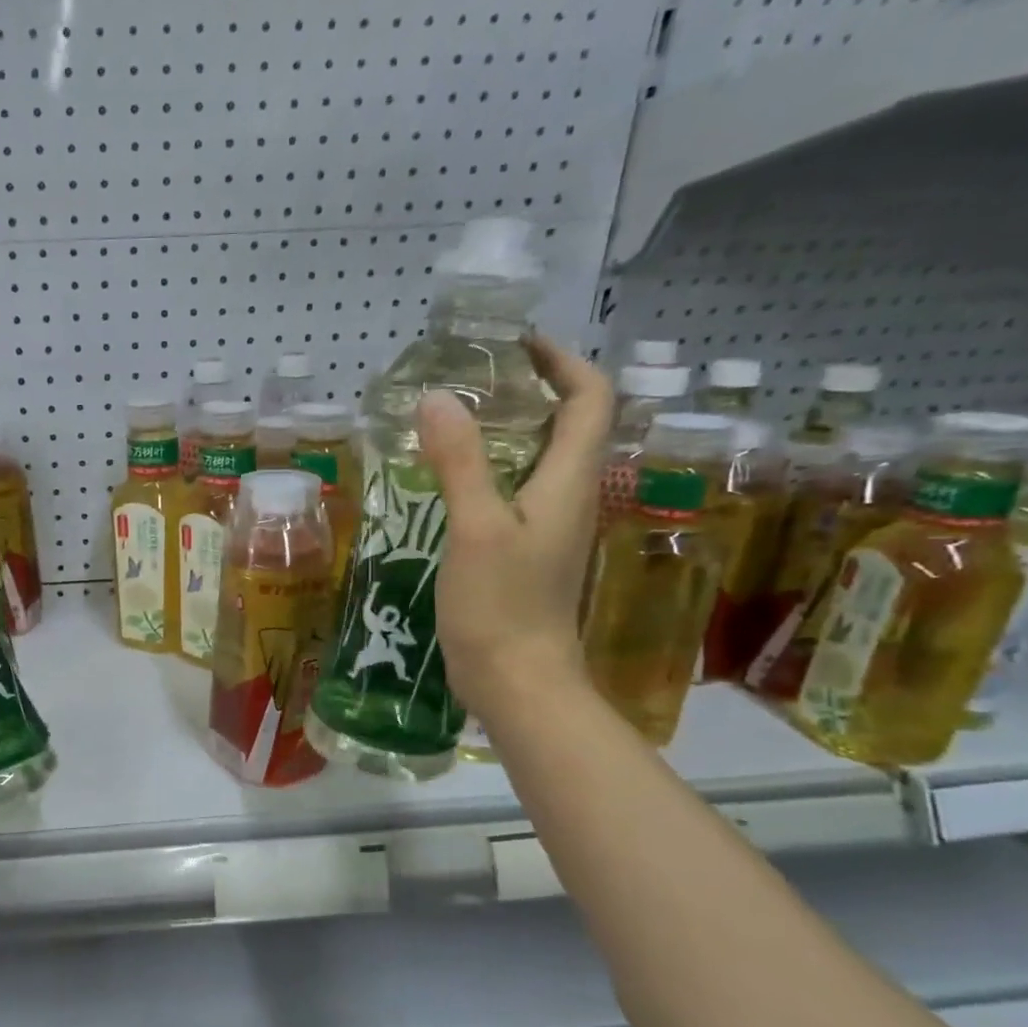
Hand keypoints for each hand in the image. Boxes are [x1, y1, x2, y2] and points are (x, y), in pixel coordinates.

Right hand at [418, 333, 613, 723]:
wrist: (517, 681)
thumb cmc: (502, 606)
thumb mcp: (475, 528)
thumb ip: (459, 462)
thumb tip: (437, 397)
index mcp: (569, 482)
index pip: (590, 400)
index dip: (563, 362)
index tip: (515, 345)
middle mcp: (567, 497)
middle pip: (567, 424)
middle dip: (529, 390)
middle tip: (469, 379)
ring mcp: (546, 528)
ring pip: (537, 459)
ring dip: (504, 431)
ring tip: (450, 420)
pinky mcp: (523, 552)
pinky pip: (513, 492)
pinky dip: (487, 470)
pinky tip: (444, 480)